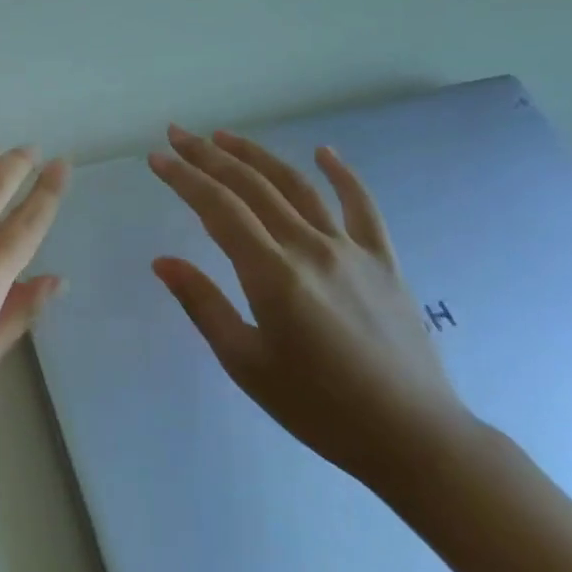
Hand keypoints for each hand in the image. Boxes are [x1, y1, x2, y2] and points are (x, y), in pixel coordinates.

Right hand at [147, 126, 475, 491]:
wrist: (413, 437)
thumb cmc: (318, 407)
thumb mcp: (245, 363)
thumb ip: (203, 304)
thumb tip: (162, 261)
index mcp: (273, 274)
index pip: (218, 208)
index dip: (184, 178)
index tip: (158, 158)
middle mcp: (310, 248)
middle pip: (252, 186)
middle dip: (209, 156)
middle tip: (179, 134)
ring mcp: (351, 250)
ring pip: (298, 186)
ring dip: (258, 155)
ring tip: (225, 136)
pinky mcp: (384, 260)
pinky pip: (362, 206)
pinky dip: (342, 174)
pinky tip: (324, 152)